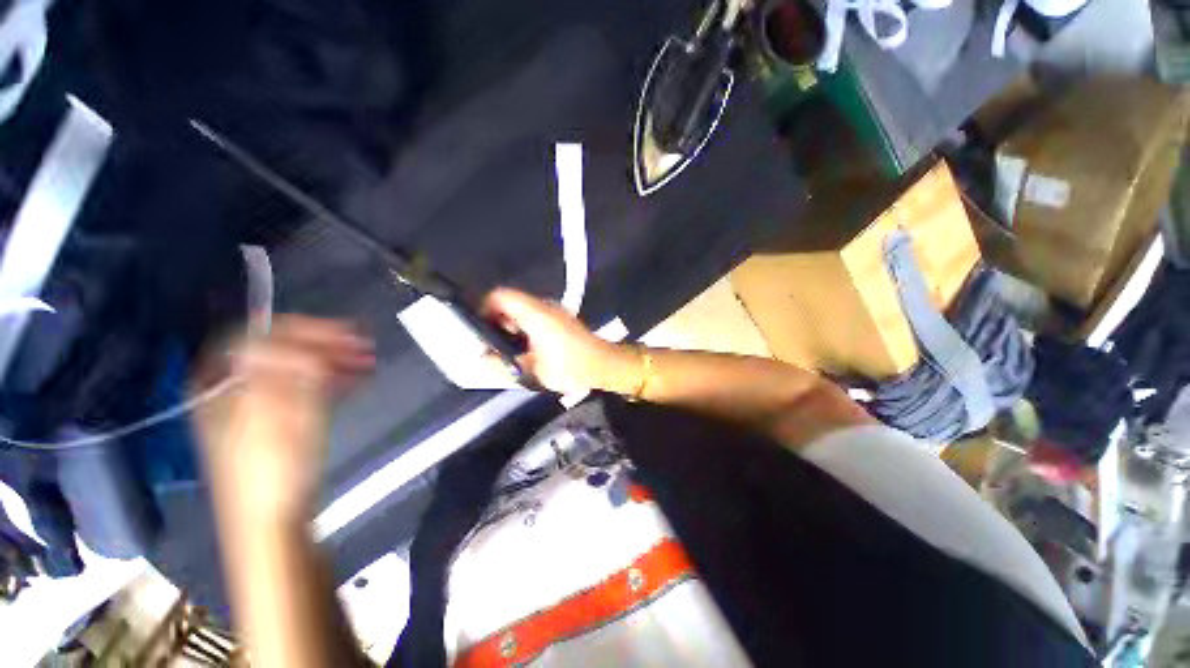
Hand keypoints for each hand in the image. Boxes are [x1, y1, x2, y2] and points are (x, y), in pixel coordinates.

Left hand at [193, 316, 373, 520]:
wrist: (270, 524)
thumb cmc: (271, 470)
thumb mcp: (279, 416)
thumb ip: (290, 373)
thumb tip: (307, 343)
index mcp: (221, 383)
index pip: (258, 336)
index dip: (300, 329)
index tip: (342, 331)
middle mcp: (233, 389)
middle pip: (278, 350)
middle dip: (323, 343)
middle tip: (362, 343)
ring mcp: (254, 406)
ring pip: (294, 369)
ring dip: (331, 360)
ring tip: (366, 360)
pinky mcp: (276, 423)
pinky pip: (301, 389)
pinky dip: (328, 380)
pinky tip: (353, 379)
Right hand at [483, 288, 635, 394]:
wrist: (603, 364)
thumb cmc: (570, 366)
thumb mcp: (533, 371)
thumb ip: (503, 365)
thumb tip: (482, 360)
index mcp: (535, 314)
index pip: (501, 295)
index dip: (484, 307)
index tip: (478, 327)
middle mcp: (543, 306)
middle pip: (510, 302)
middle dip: (495, 320)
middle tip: (491, 343)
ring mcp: (553, 311)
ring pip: (522, 310)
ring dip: (510, 326)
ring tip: (506, 349)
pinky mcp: (560, 319)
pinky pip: (533, 316)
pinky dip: (523, 328)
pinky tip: (524, 348)